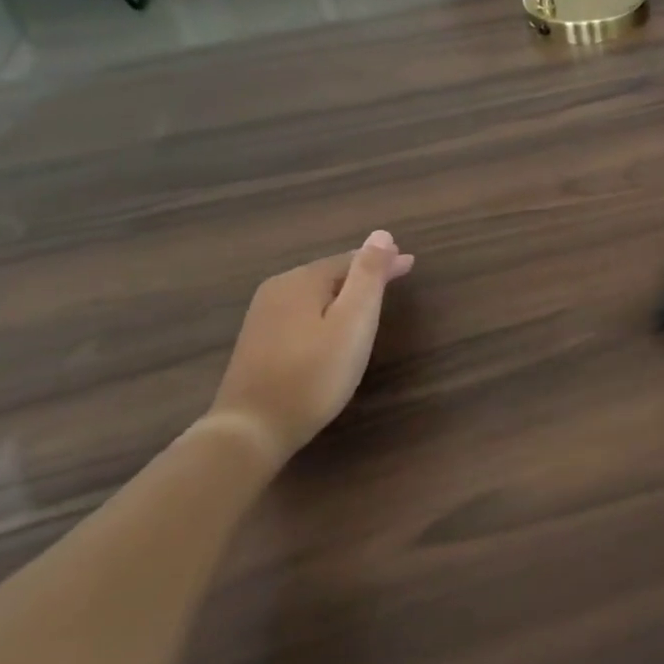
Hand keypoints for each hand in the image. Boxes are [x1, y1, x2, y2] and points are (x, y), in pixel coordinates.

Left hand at [210, 232, 415, 459]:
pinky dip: (326, 310)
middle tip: (396, 278)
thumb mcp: (352, 322)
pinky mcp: (258, 341)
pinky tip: (334, 325)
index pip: (352, 260)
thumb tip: (381, 234)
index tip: (411, 264)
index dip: (384, 261)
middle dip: (364, 274)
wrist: (253, 429)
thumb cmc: (314, 373)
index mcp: (301, 280)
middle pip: (331, 274)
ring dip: (345, 292)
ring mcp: (263, 316)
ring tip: (371, 298)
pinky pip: (302, 312)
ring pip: (316, 293)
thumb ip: (368, 276)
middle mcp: (277, 289)